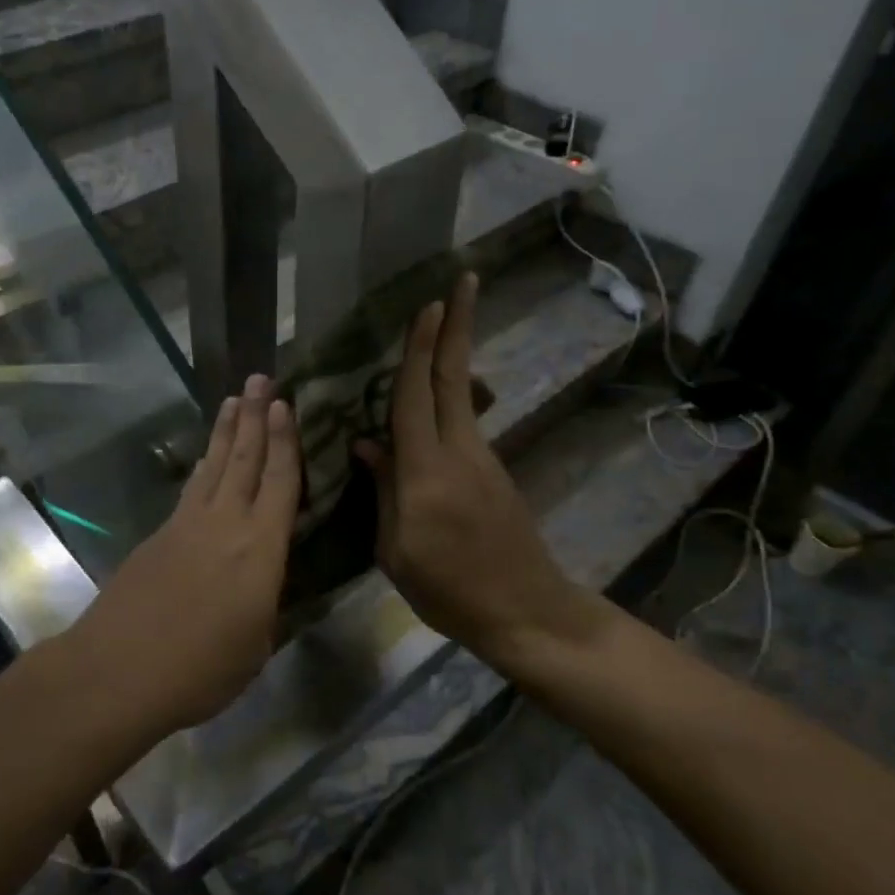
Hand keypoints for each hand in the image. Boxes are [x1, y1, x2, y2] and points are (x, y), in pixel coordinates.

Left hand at [83, 374, 299, 730]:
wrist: (117, 671)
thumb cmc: (200, 669)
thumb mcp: (256, 645)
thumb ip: (266, 603)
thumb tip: (264, 581)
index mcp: (259, 549)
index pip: (279, 482)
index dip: (285, 442)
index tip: (286, 405)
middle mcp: (224, 523)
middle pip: (243, 459)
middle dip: (254, 416)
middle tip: (260, 379)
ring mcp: (186, 525)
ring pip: (212, 466)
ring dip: (225, 432)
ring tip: (234, 401)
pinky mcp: (158, 536)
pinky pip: (190, 489)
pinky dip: (203, 467)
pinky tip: (204, 463)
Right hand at [356, 274, 583, 667]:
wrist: (527, 613)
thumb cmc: (450, 590)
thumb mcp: (397, 550)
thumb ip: (384, 491)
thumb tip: (366, 446)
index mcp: (427, 471)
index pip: (417, 396)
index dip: (420, 348)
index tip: (429, 304)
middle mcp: (460, 452)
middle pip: (454, 378)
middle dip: (458, 326)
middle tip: (463, 281)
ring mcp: (483, 459)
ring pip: (461, 395)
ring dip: (453, 355)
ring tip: (445, 322)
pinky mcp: (494, 472)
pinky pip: (463, 423)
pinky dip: (449, 396)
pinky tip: (434, 396)